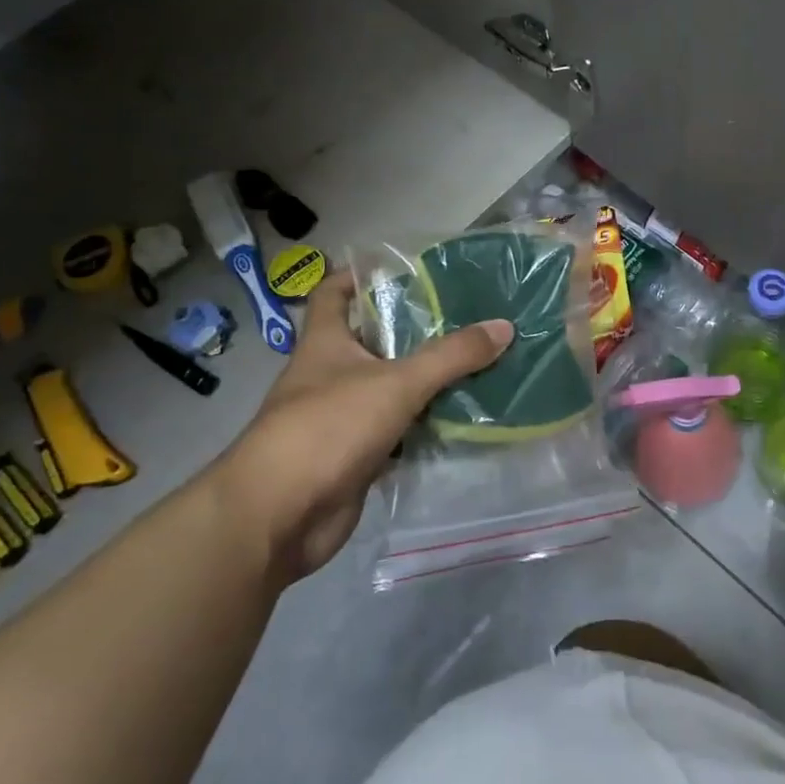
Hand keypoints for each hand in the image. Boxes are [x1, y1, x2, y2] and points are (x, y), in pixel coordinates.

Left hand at [210, 272, 512, 578]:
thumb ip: (451, 356)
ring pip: (388, 389)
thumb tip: (504, 326)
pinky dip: (422, 427)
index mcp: (326, 342)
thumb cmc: (329, 428)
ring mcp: (340, 417)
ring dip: (423, 381)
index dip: (360, 275)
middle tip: (463, 317)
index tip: (402, 268)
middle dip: (412, 331)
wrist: (280, 515)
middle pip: (372, 341)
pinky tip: (459, 419)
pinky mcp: (354, 456)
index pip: (334, 292)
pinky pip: (395, 432)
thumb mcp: (396, 383)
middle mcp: (329, 374)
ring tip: (474, 363)